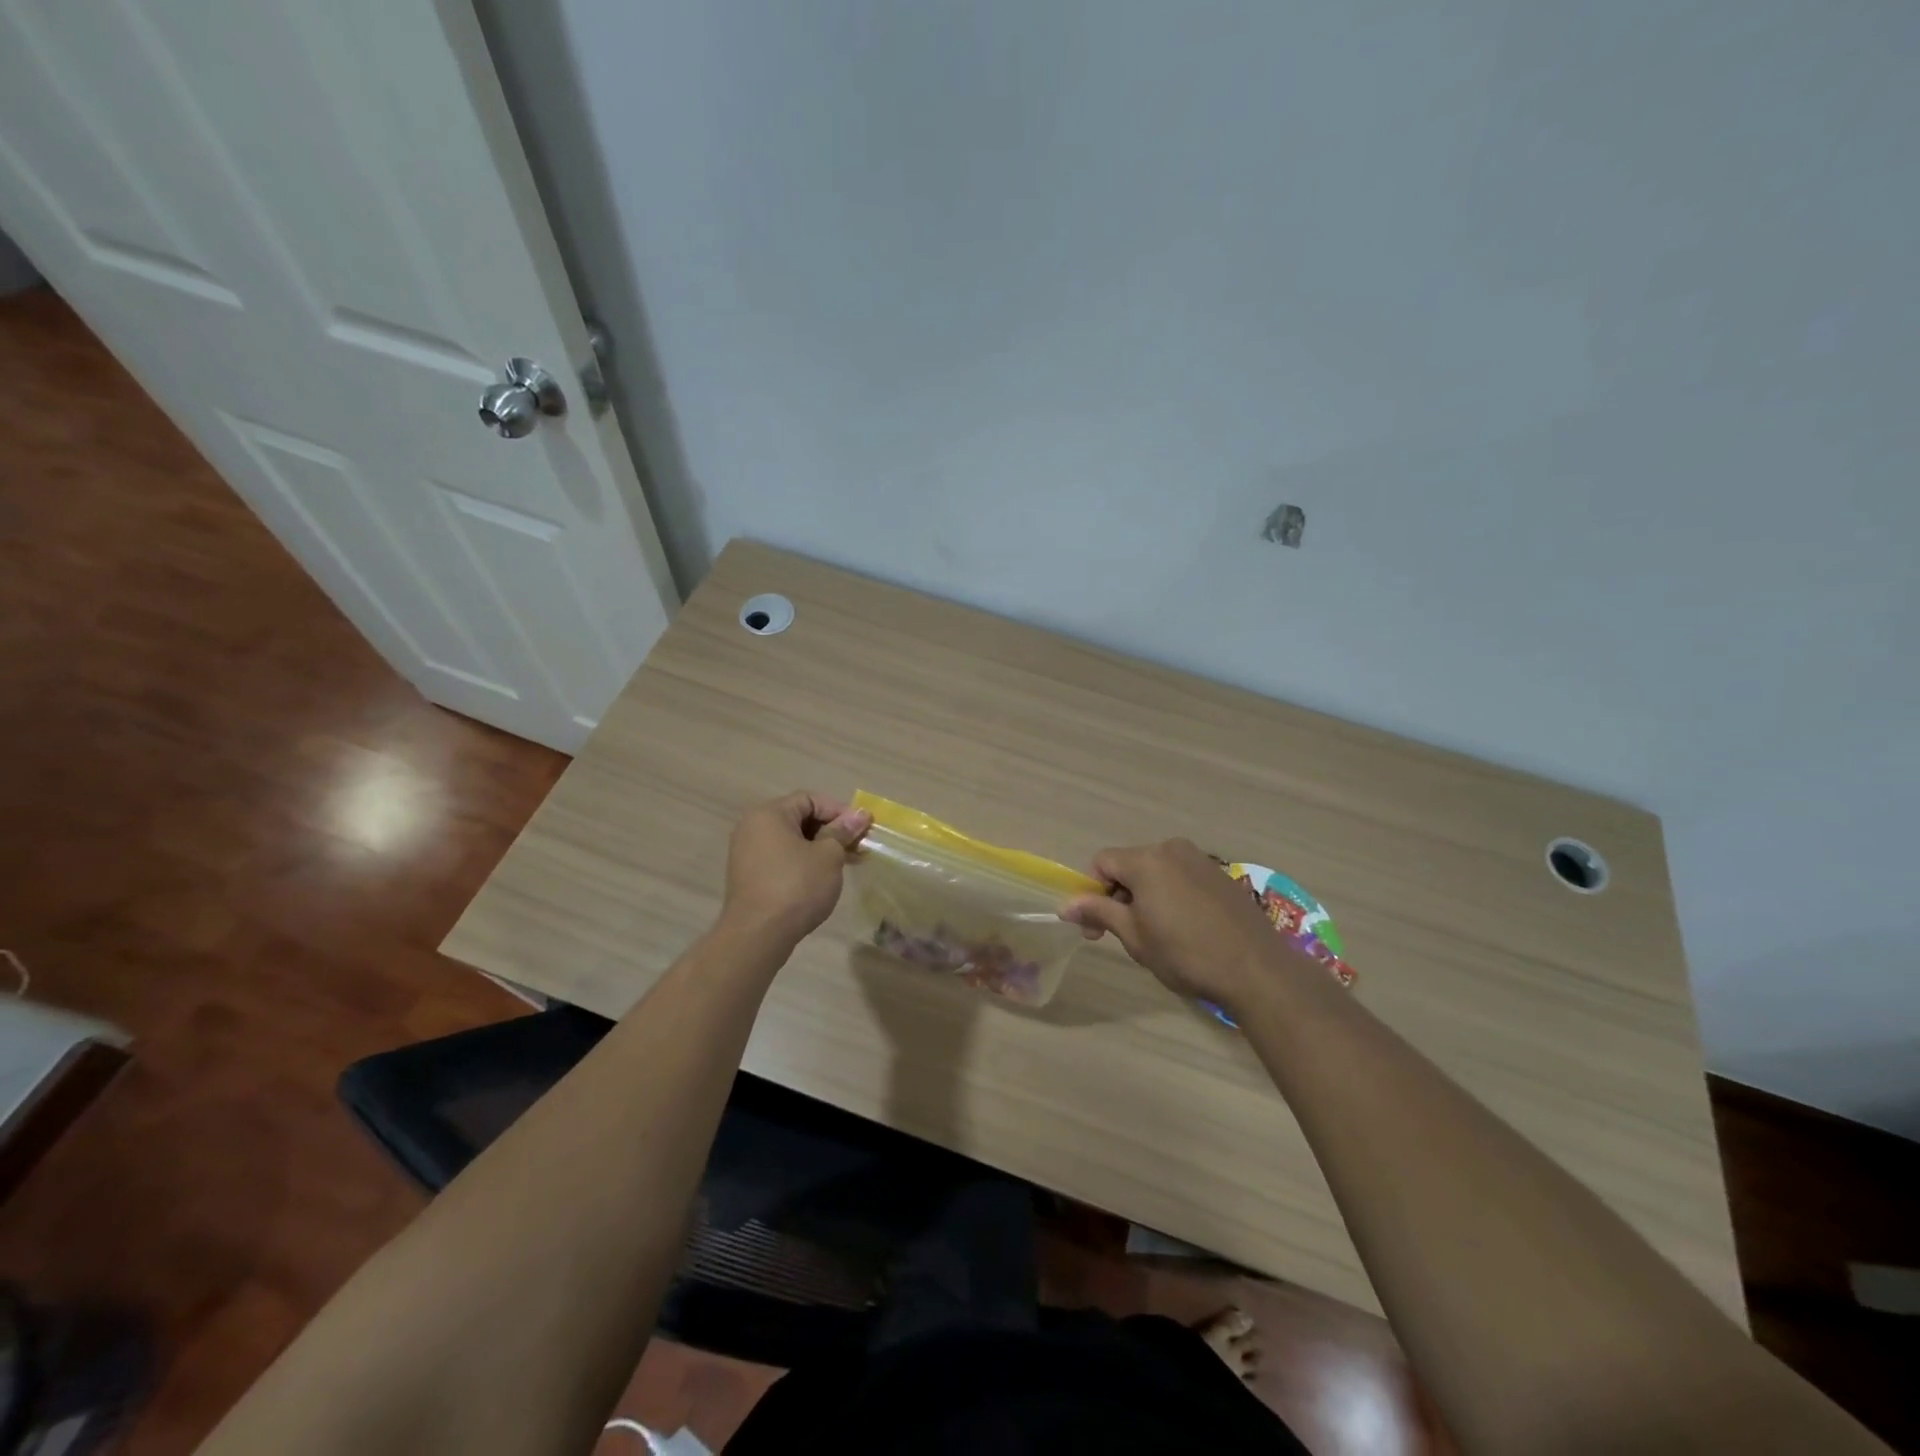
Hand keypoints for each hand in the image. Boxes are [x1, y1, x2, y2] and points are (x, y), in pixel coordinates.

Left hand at [720, 792, 871, 946]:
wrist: (757, 935)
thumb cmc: (796, 886)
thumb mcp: (828, 856)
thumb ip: (843, 832)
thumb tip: (860, 814)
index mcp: (769, 814)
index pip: (810, 799)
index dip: (839, 811)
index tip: (862, 828)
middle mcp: (753, 827)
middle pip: (800, 818)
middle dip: (832, 830)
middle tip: (858, 846)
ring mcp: (747, 853)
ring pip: (792, 840)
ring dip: (821, 848)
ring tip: (848, 863)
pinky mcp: (750, 876)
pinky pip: (782, 858)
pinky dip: (804, 862)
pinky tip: (824, 877)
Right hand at [1061, 838, 1305, 1010]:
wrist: (1257, 969)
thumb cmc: (1186, 954)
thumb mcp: (1135, 936)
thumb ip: (1099, 912)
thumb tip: (1065, 905)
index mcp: (1146, 860)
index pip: (1101, 862)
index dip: (1091, 892)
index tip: (1096, 928)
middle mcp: (1171, 849)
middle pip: (1129, 864)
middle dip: (1118, 895)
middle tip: (1123, 934)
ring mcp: (1200, 859)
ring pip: (1156, 870)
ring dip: (1145, 895)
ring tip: (1156, 933)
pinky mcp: (1221, 874)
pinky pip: (1181, 876)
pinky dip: (1171, 894)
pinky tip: (1184, 927)